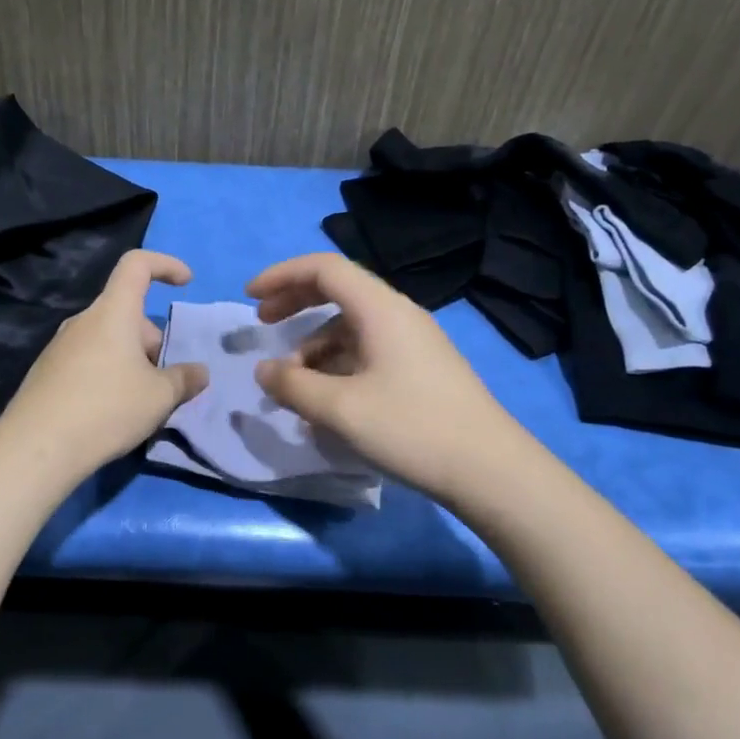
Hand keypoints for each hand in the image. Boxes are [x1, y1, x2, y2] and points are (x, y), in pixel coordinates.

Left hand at [0, 250, 209, 478]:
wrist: (37, 447)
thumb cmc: (107, 408)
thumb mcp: (160, 397)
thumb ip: (184, 379)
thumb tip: (199, 372)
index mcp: (113, 312)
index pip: (136, 265)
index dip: (165, 264)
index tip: (186, 282)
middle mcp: (83, 321)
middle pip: (126, 313)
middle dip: (153, 340)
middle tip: (166, 381)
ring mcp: (60, 346)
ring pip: (108, 340)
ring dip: (132, 360)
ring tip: (143, 402)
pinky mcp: (47, 373)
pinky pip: (89, 360)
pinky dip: (109, 374)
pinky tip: (112, 412)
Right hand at [248, 252, 528, 501]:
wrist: (490, 469)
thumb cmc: (411, 428)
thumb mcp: (340, 409)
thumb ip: (293, 386)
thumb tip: (264, 370)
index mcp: (380, 309)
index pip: (324, 268)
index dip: (282, 275)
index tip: (249, 297)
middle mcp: (398, 315)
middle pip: (338, 291)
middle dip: (295, 303)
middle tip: (263, 325)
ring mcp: (413, 342)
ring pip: (351, 327)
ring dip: (315, 345)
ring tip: (292, 383)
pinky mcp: (421, 369)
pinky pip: (368, 351)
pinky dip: (337, 365)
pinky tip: (326, 400)